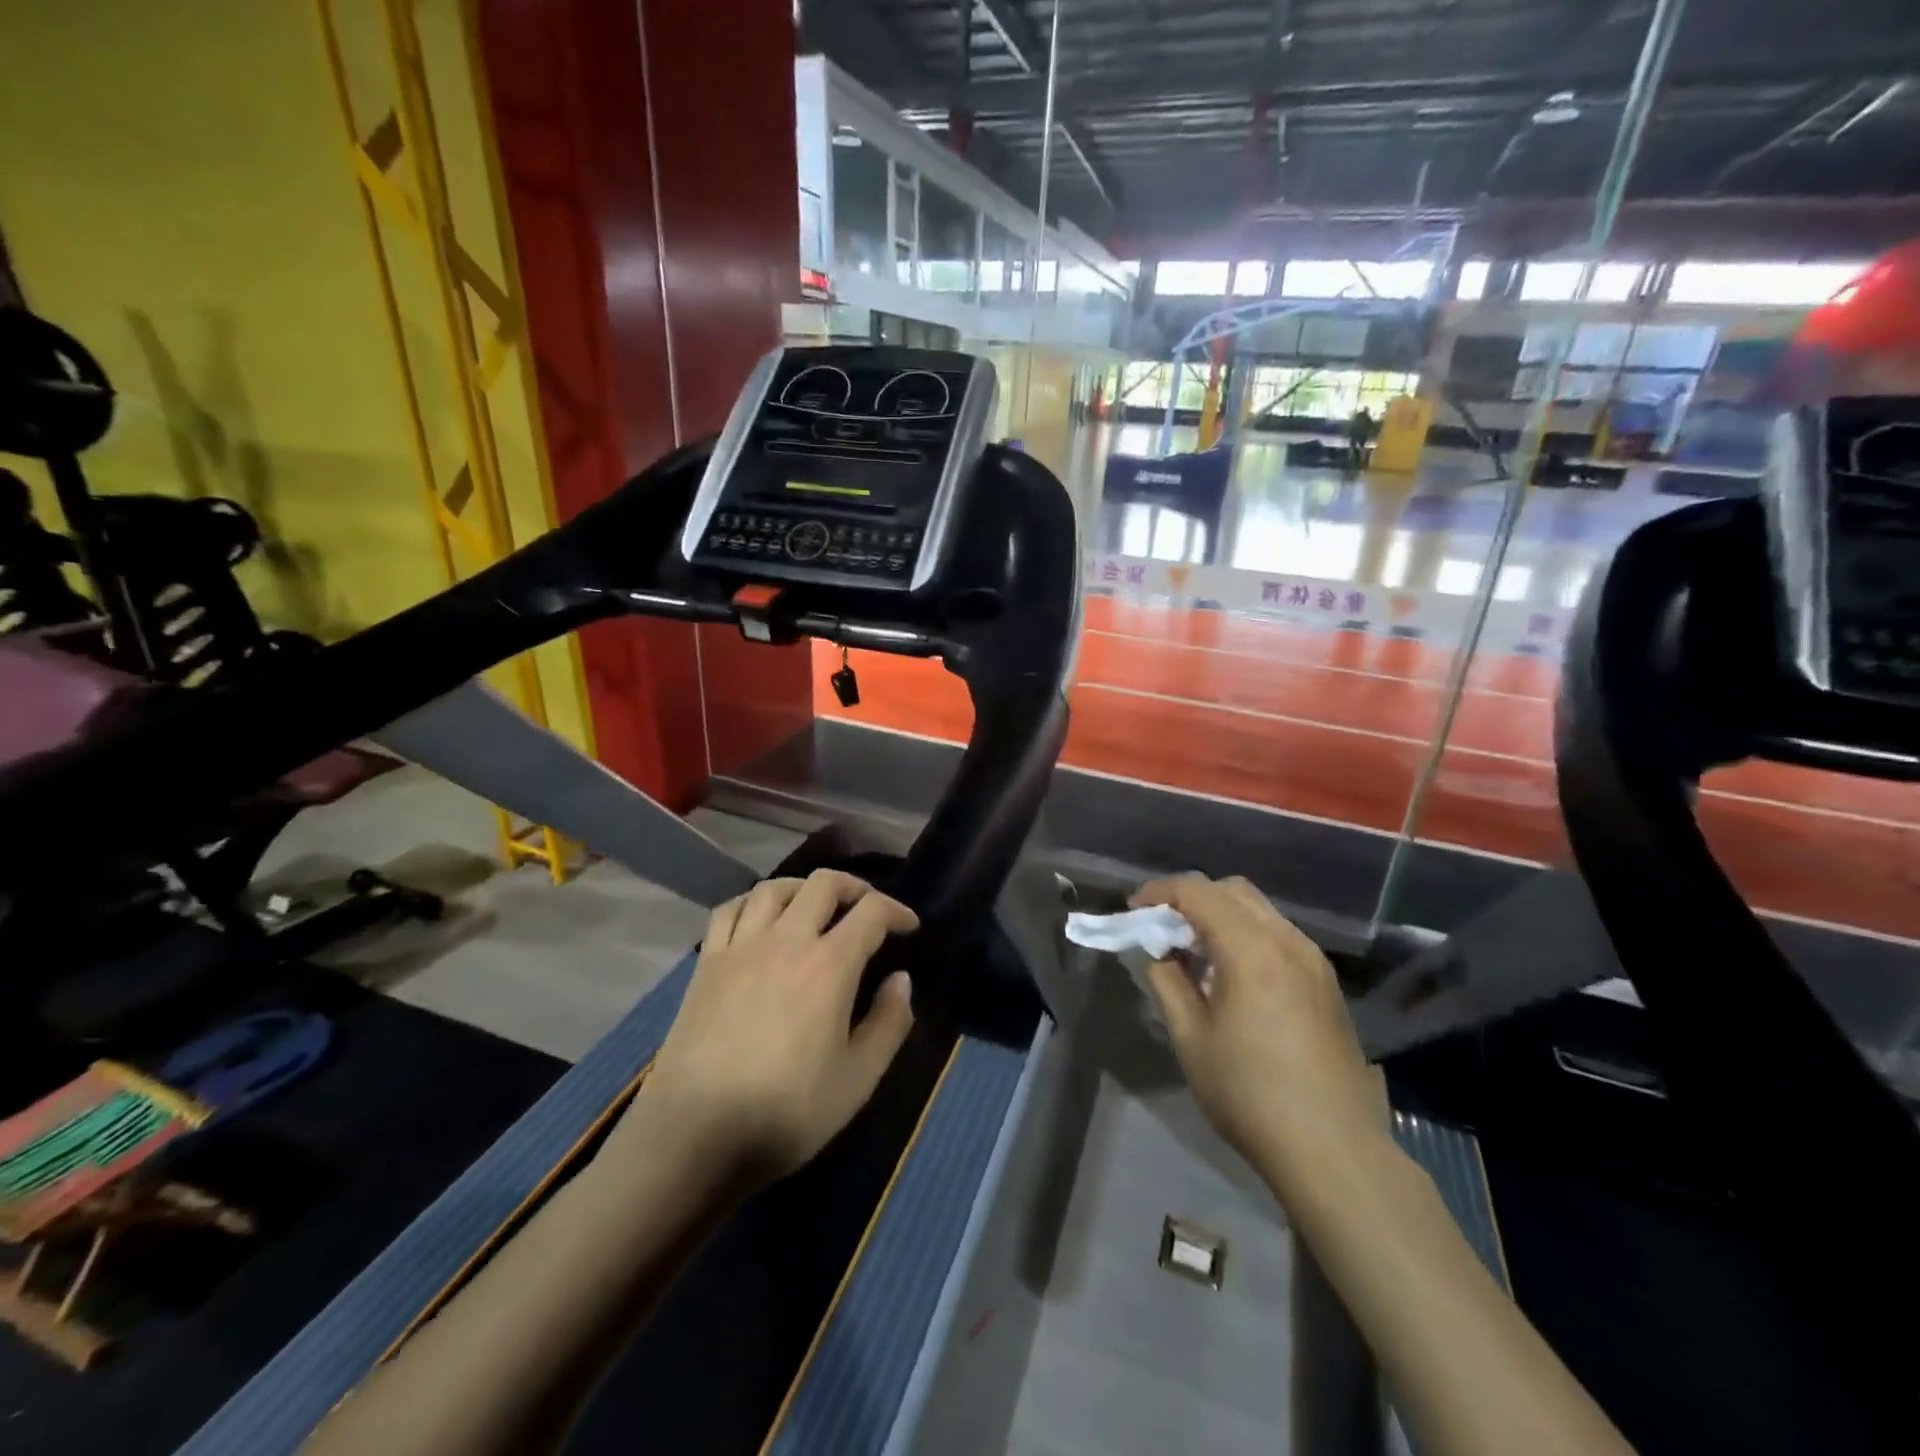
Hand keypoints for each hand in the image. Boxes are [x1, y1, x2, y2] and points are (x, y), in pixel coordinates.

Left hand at [630, 870, 917, 1185]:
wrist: (695, 1135)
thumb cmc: (786, 1112)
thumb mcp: (858, 1079)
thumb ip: (888, 1023)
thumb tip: (901, 979)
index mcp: (829, 965)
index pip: (871, 911)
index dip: (897, 910)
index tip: (909, 927)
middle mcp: (787, 940)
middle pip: (824, 883)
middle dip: (855, 888)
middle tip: (867, 909)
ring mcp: (741, 947)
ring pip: (775, 888)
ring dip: (804, 889)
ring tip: (815, 908)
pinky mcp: (707, 963)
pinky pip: (730, 910)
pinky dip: (753, 902)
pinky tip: (761, 921)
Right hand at [1131, 874, 1382, 1191]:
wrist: (1334, 1151)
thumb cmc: (1250, 1094)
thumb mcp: (1191, 1038)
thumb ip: (1167, 982)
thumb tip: (1160, 954)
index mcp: (1251, 949)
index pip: (1198, 892)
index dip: (1159, 894)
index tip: (1134, 913)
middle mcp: (1288, 941)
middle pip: (1232, 890)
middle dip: (1191, 899)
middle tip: (1164, 931)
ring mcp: (1313, 960)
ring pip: (1259, 910)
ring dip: (1221, 916)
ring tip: (1195, 955)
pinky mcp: (1326, 982)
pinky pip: (1278, 935)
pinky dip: (1247, 935)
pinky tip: (1232, 976)